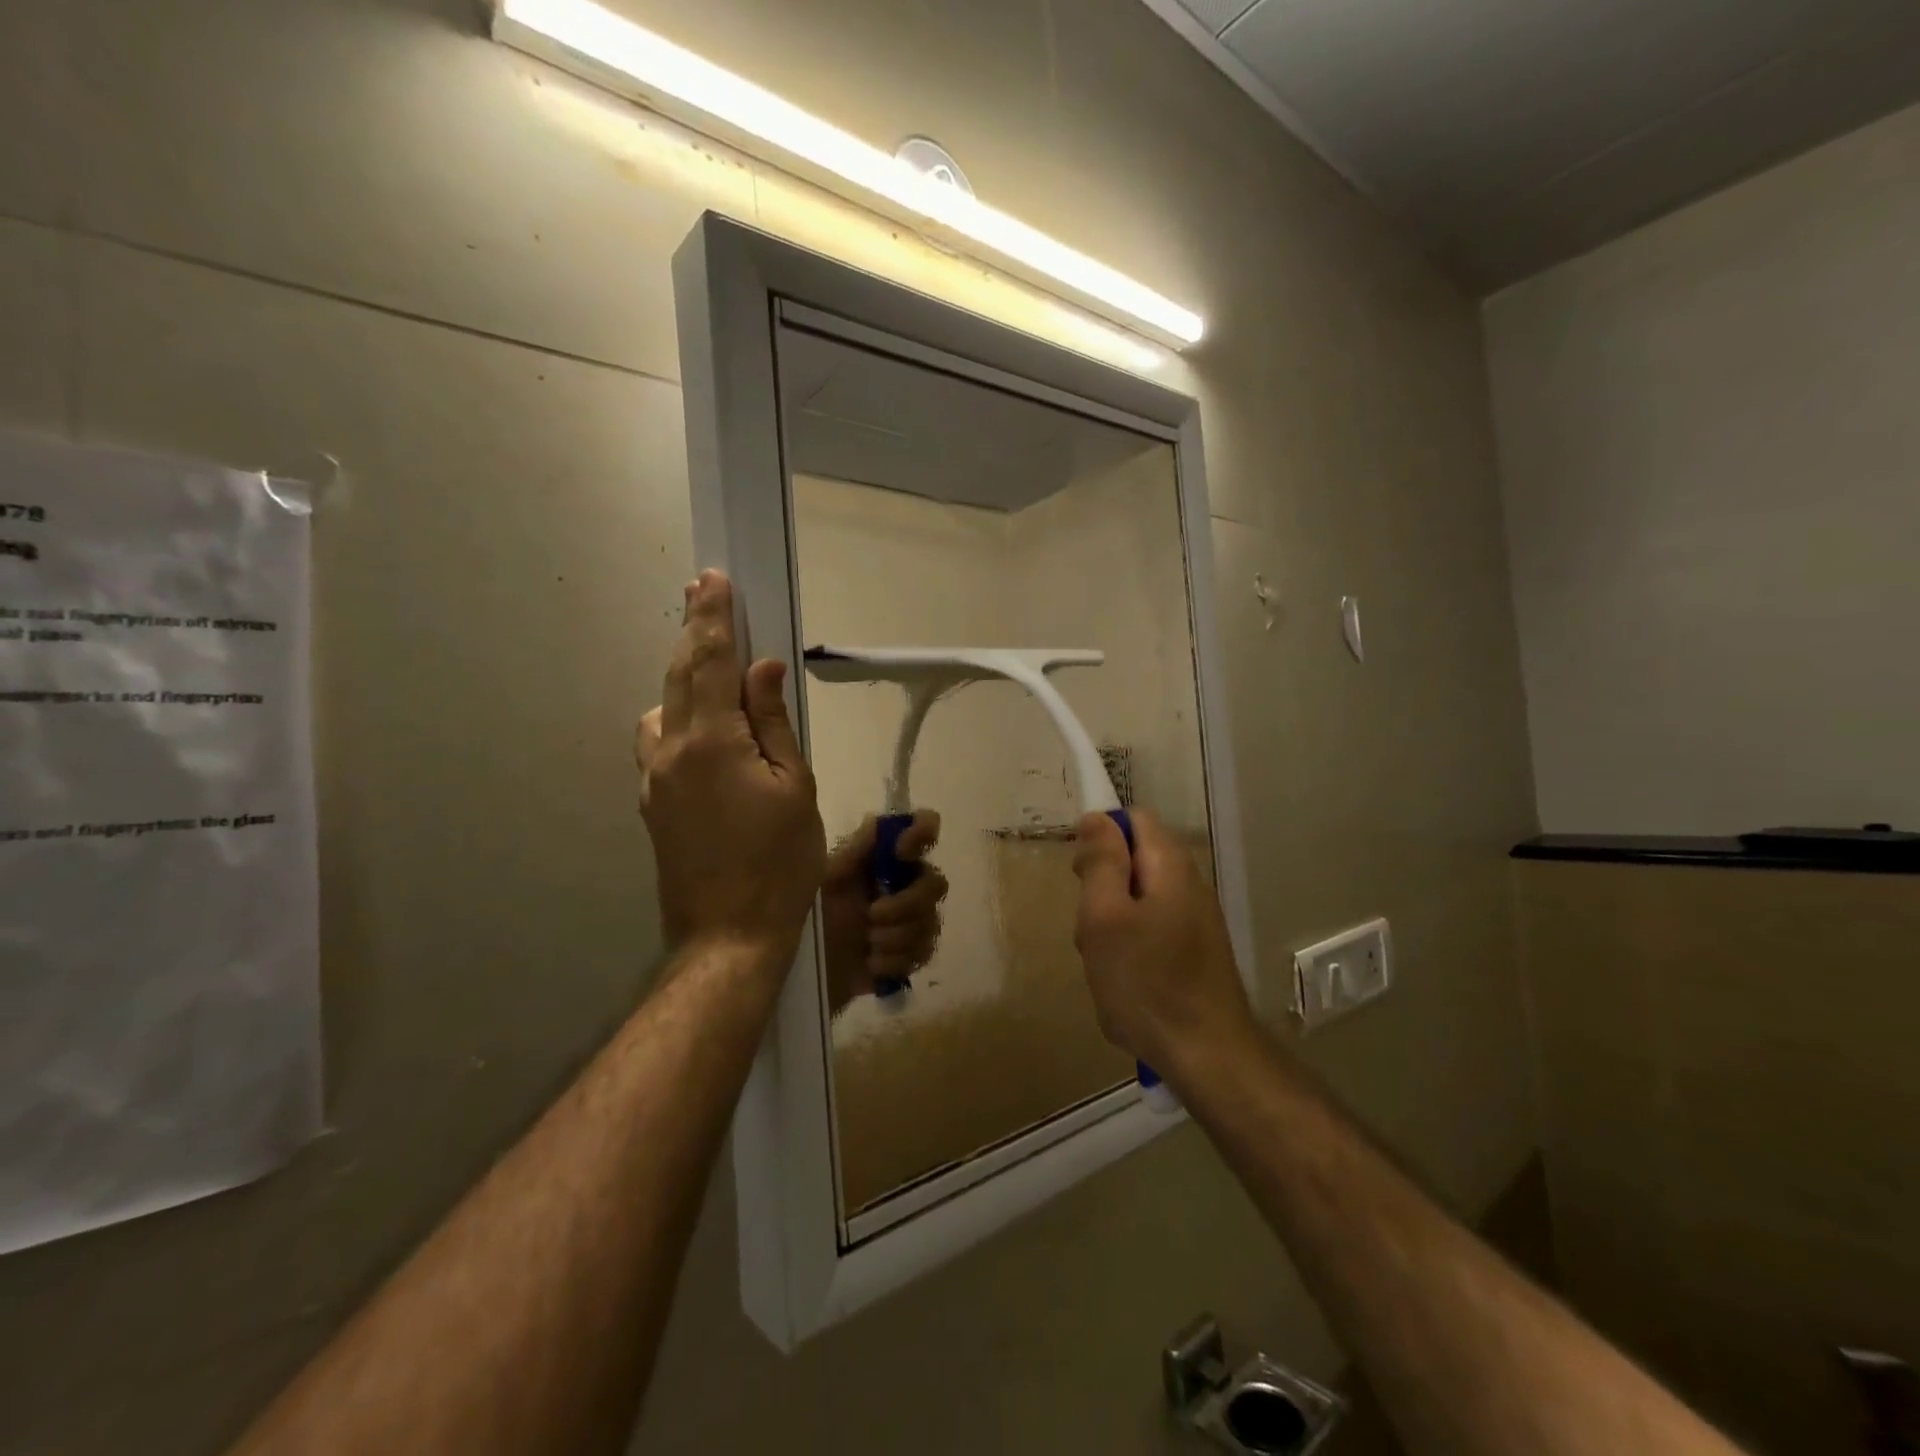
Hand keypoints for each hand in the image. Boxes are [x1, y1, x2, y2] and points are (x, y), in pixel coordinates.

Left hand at [635, 571, 825, 964]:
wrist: (728, 935)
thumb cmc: (778, 862)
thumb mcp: (794, 787)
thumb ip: (774, 722)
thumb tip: (761, 669)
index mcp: (710, 742)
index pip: (709, 661)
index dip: (712, 617)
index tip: (712, 579)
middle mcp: (670, 751)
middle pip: (678, 676)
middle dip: (692, 631)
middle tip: (699, 593)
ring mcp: (654, 780)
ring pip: (663, 709)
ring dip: (685, 679)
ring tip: (713, 669)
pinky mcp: (653, 805)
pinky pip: (660, 743)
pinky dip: (679, 717)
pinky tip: (703, 731)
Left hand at [819, 812, 948, 1012]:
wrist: (794, 967)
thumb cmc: (811, 912)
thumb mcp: (827, 877)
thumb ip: (856, 850)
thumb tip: (878, 820)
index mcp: (884, 858)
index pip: (923, 828)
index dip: (923, 834)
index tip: (901, 853)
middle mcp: (903, 883)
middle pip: (936, 883)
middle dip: (907, 904)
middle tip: (872, 915)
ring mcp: (908, 920)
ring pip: (930, 923)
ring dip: (897, 937)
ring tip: (868, 944)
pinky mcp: (906, 956)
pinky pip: (922, 954)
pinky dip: (896, 961)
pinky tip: (872, 964)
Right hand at [1071, 809, 1256, 1078]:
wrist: (1209, 1057)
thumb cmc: (1147, 983)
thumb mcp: (1105, 917)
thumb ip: (1100, 862)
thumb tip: (1096, 817)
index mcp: (1170, 866)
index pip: (1133, 819)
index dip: (1100, 835)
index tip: (1079, 874)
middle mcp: (1188, 884)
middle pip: (1133, 861)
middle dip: (1101, 888)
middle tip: (1089, 928)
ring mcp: (1194, 921)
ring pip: (1136, 901)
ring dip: (1110, 925)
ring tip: (1104, 963)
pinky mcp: (1194, 952)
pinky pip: (1149, 932)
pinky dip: (1128, 950)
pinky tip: (1123, 984)